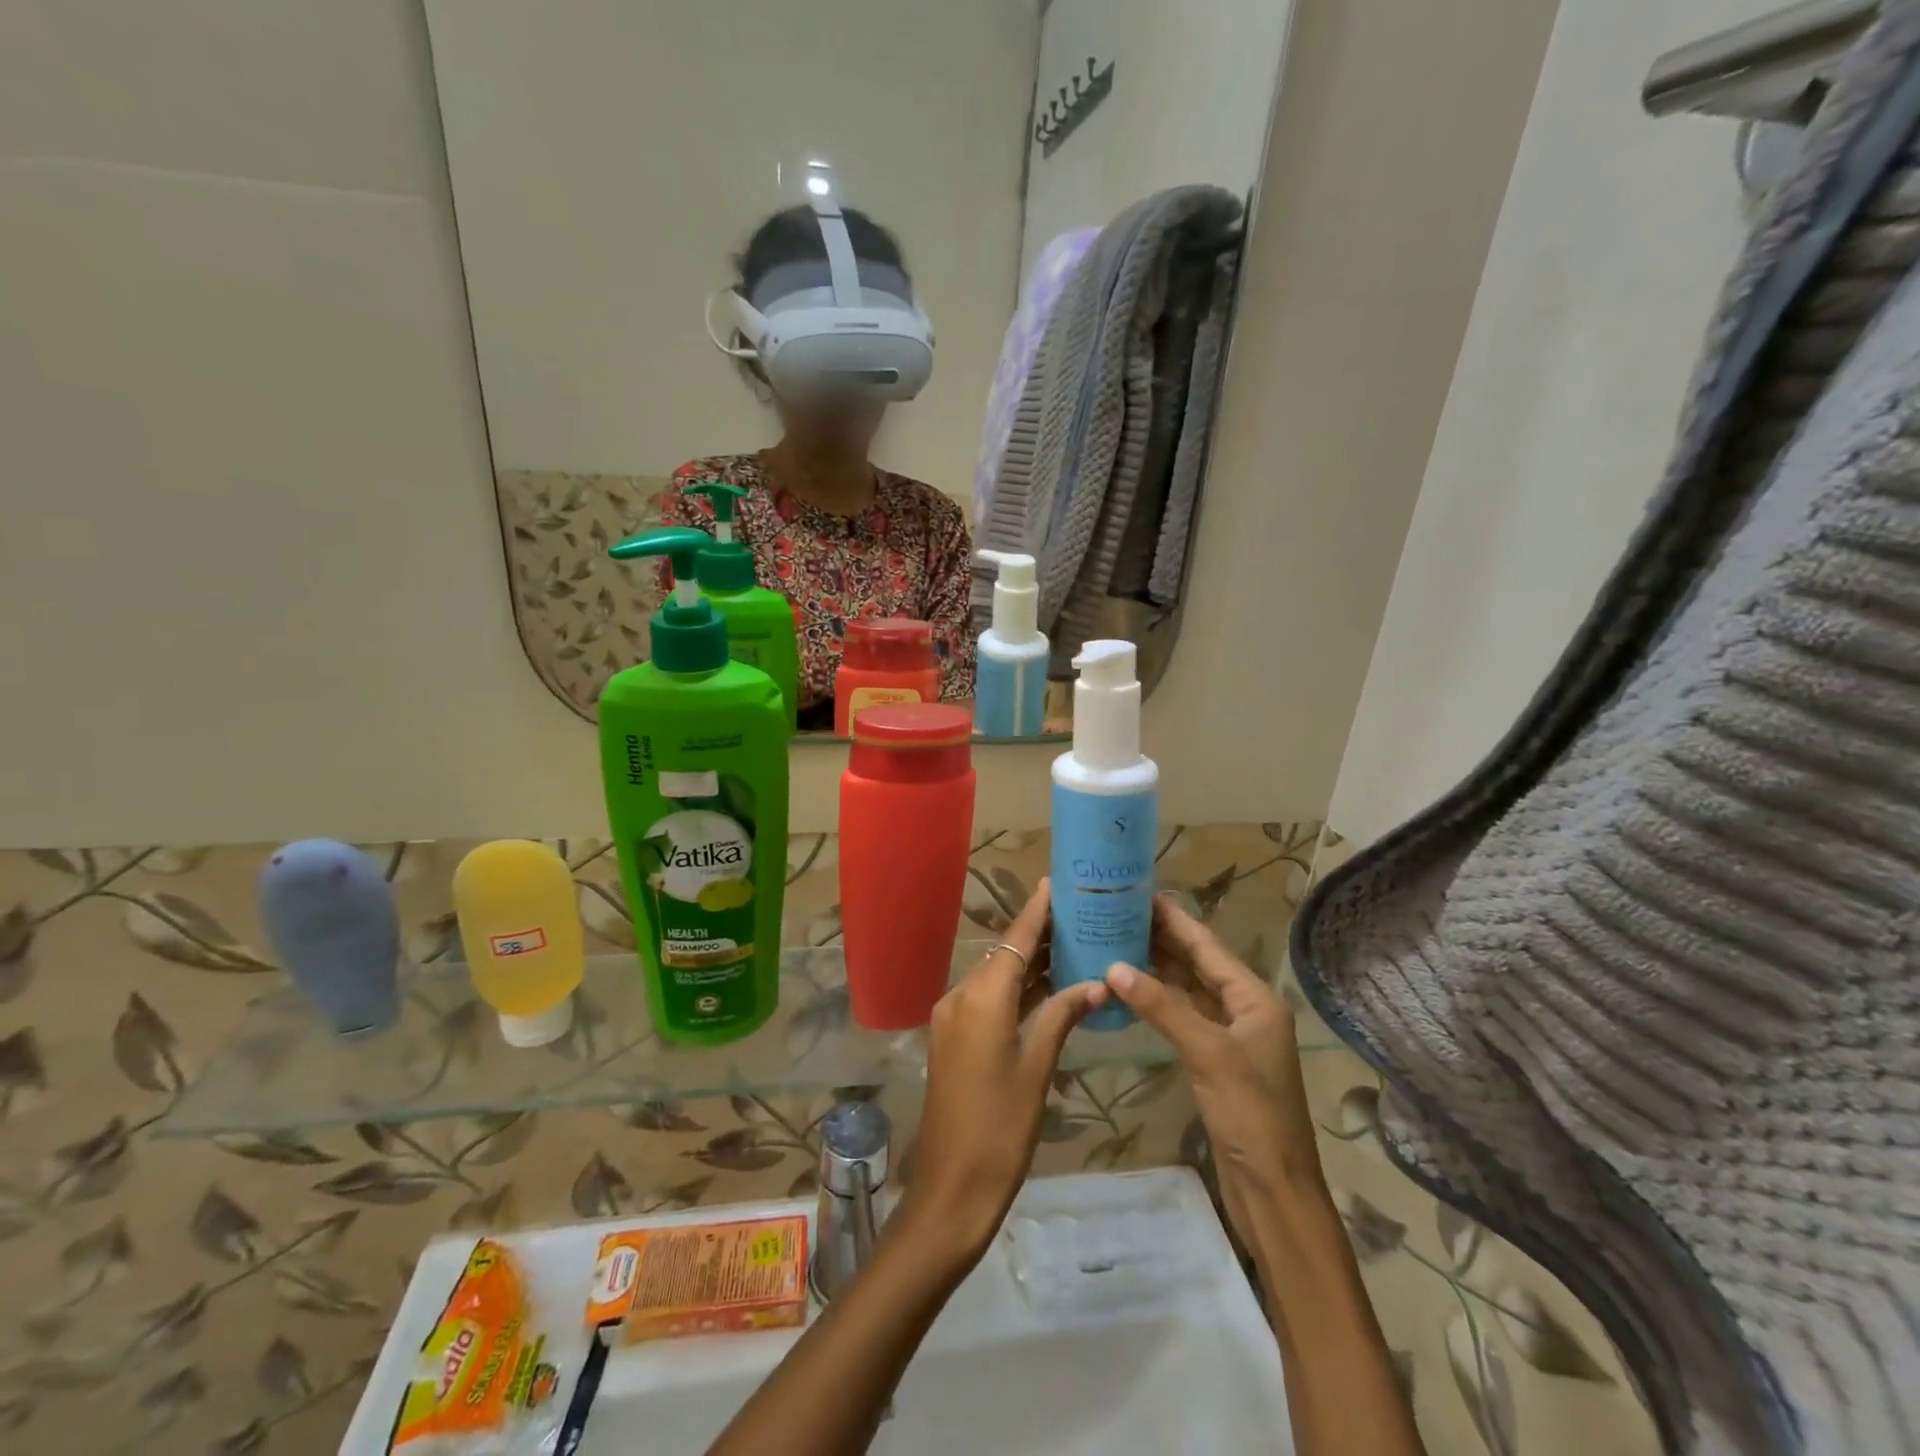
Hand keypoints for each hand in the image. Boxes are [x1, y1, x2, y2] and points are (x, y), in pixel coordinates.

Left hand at [896, 880, 1109, 1262]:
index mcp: (981, 1000)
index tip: (1055, 883)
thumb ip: (1061, 1017)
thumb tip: (1096, 983)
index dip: (1035, 912)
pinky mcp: (954, 1039)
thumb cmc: (999, 1130)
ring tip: (1071, 944)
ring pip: (997, 978)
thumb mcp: (1037, 1070)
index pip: (1014, 942)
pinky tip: (1046, 988)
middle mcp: (961, 998)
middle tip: (1079, 915)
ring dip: (1029, 964)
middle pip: (1004, 955)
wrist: (950, 1189)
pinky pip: (989, 1000)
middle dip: (1039, 935)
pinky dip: (1016, 990)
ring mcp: (953, 1019)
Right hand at [1103, 895, 1323, 1246]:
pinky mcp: (1215, 1059)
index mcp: (1254, 998)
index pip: (1207, 945)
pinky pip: (1183, 1016)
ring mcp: (1230, 1035)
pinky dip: (1158, 1001)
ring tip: (1115, 941)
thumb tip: (1113, 966)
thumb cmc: (1250, 1113)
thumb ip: (1161, 1006)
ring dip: (1156, 968)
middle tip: (1117, 914)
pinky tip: (1130, 991)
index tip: (1139, 893)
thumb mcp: (1206, 1052)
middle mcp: (1244, 1008)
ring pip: (1188, 989)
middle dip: (1161, 938)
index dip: (1173, 919)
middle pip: (1198, 963)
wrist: (1274, 1189)